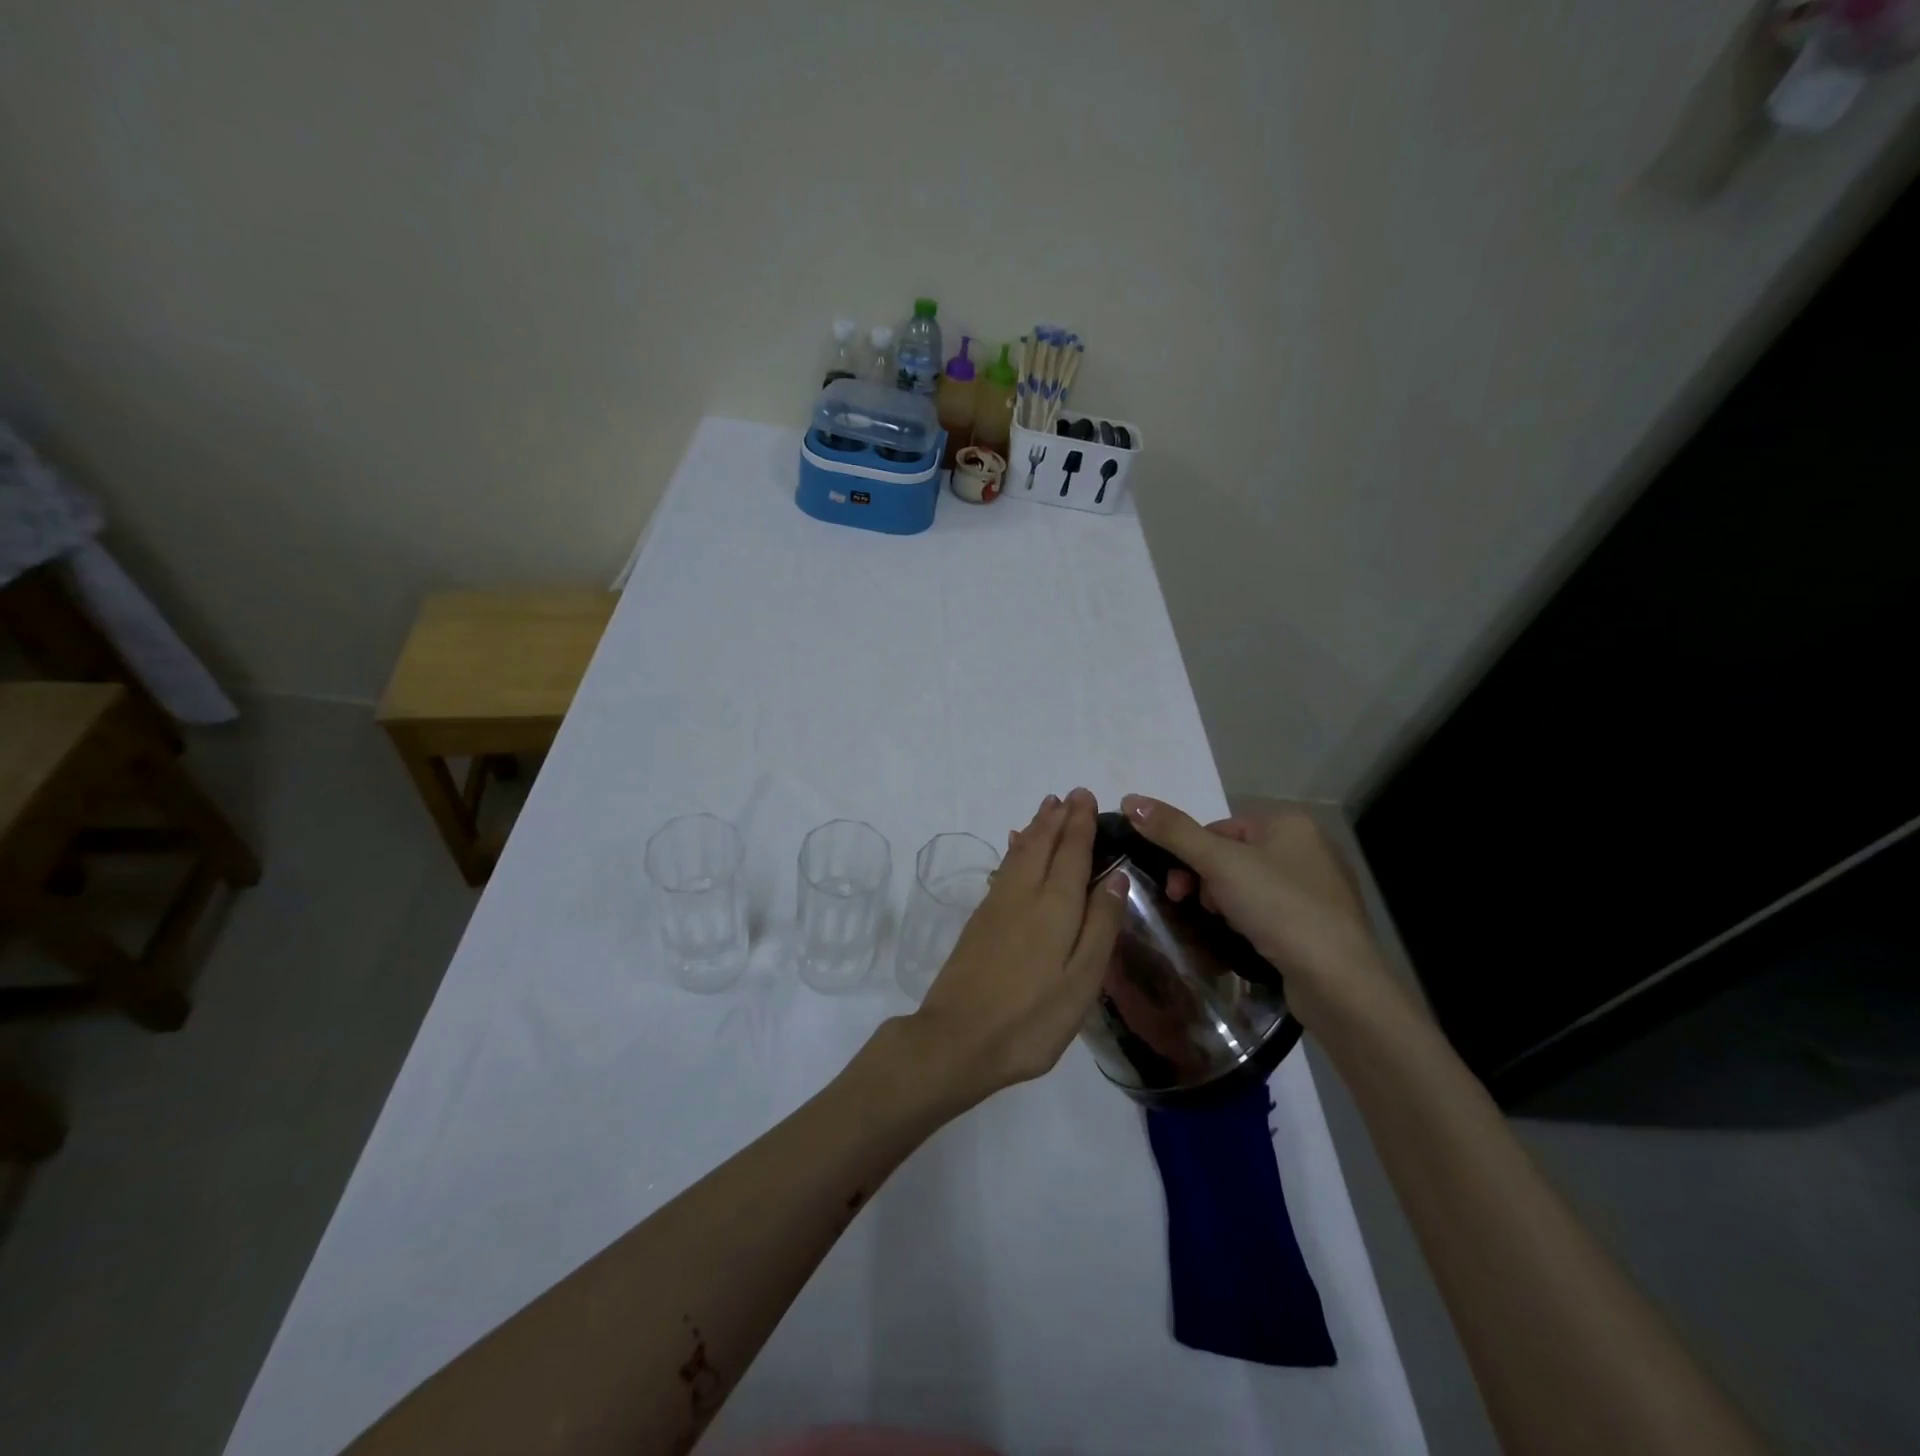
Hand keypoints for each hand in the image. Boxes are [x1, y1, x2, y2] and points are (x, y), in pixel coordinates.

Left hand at [908, 788, 1129, 1104]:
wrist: (957, 1039)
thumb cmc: (1031, 1018)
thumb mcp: (1082, 981)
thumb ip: (1101, 926)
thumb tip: (1116, 875)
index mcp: (1056, 906)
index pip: (1072, 852)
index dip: (1081, 824)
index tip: (1087, 797)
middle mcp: (1024, 894)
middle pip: (1043, 844)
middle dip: (1058, 818)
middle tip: (1071, 795)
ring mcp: (997, 905)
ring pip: (1020, 852)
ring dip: (1036, 827)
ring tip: (1047, 808)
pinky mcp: (980, 920)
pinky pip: (1004, 868)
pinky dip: (1015, 849)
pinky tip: (1015, 847)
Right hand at [1119, 795, 1396, 1028]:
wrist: (1338, 980)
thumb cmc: (1279, 908)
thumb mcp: (1218, 864)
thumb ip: (1174, 831)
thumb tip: (1129, 799)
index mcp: (1288, 823)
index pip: (1219, 828)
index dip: (1191, 855)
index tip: (1178, 888)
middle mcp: (1307, 847)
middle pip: (1232, 855)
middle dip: (1206, 881)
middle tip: (1191, 906)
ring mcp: (1317, 887)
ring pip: (1248, 885)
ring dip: (1224, 902)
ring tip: (1222, 926)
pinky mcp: (1319, 922)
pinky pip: (1269, 910)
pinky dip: (1250, 920)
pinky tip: (1245, 939)